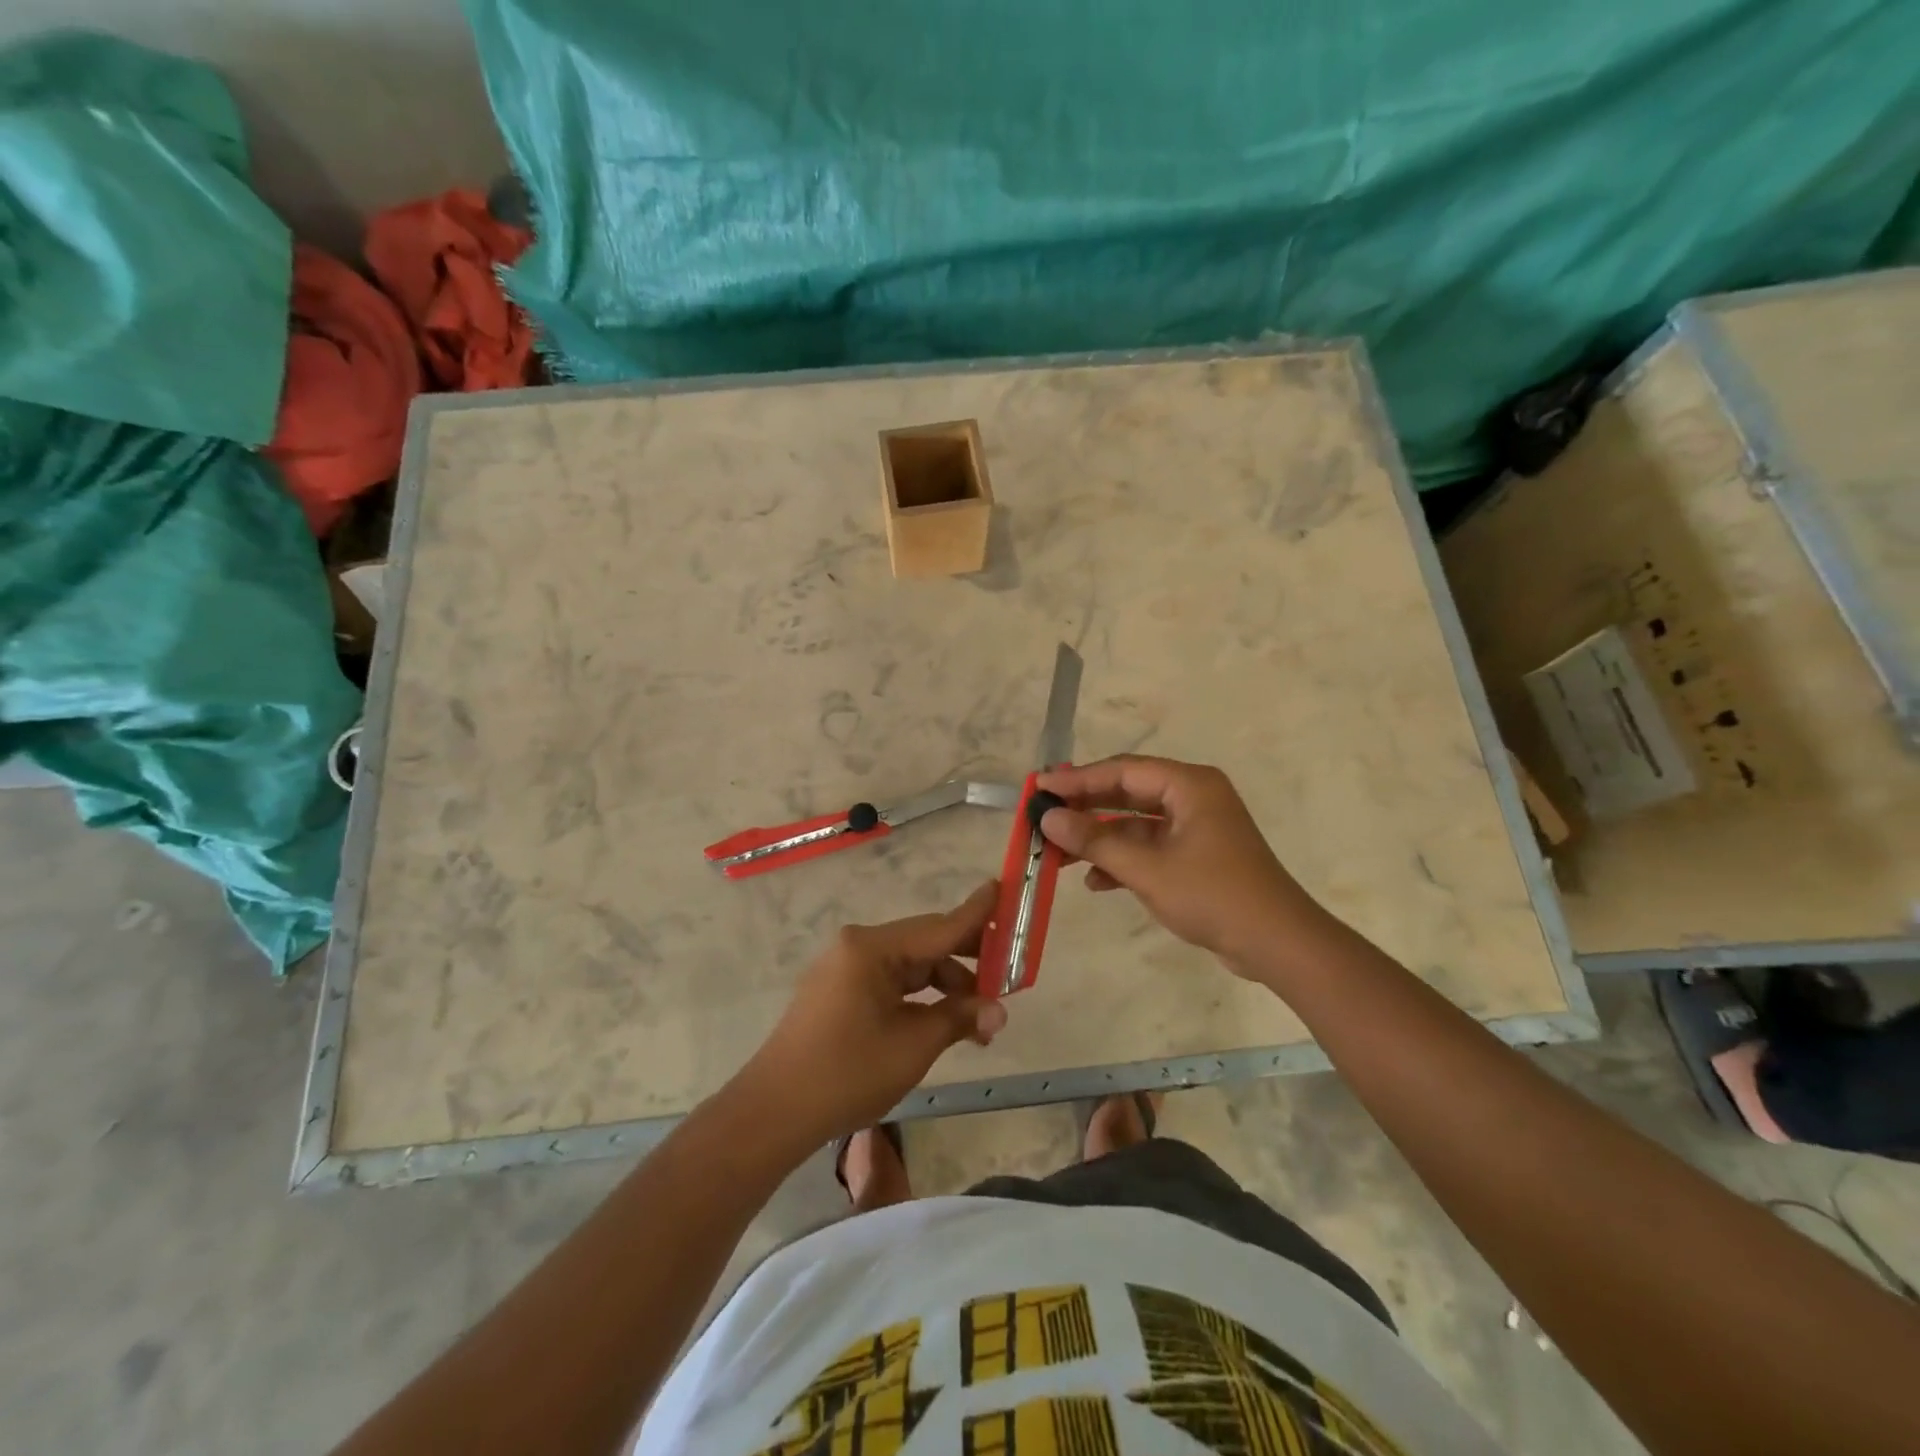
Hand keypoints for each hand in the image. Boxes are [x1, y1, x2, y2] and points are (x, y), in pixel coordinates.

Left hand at [742, 882, 1007, 1141]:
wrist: (774, 1112)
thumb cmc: (847, 1072)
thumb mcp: (913, 1045)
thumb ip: (959, 1018)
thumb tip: (998, 1011)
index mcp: (872, 948)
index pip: (938, 926)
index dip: (977, 913)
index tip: (1003, 889)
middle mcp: (857, 946)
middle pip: (924, 943)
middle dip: (967, 960)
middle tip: (1007, 974)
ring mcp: (844, 968)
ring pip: (909, 965)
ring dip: (944, 986)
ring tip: (978, 1019)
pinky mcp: (838, 991)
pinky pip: (889, 982)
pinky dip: (918, 997)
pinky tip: (941, 1020)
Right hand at [1036, 756, 1323, 970]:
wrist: (1277, 944)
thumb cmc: (1214, 896)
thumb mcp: (1148, 869)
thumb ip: (1095, 841)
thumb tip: (1049, 818)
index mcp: (1189, 785)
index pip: (1122, 771)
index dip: (1078, 779)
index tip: (1039, 787)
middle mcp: (1193, 797)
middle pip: (1127, 793)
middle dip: (1085, 807)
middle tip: (1044, 815)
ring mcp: (1196, 827)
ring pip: (1135, 823)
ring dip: (1100, 837)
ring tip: (1059, 852)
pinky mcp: (1196, 855)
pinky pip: (1150, 847)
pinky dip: (1123, 859)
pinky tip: (1095, 881)